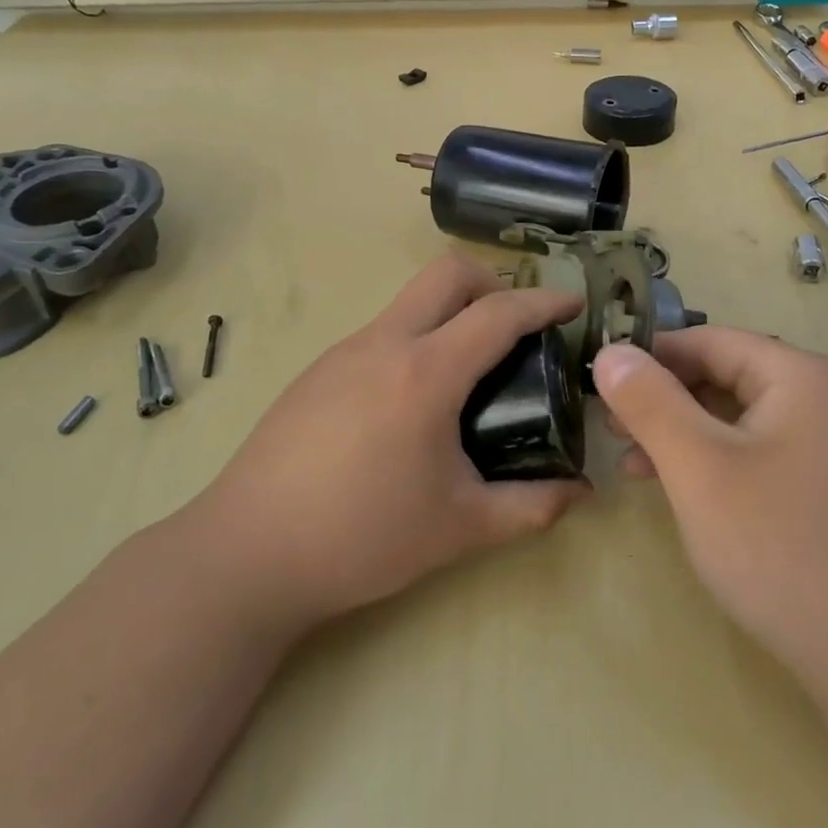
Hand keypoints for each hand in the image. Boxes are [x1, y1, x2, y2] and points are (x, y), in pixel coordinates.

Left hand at [187, 255, 589, 638]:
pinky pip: (383, 330)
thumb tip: (581, 492)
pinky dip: (417, 338)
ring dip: (451, 312)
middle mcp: (384, 343)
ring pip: (411, 300)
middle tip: (518, 328)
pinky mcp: (318, 370)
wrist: (246, 553)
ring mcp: (344, 352)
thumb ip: (531, 507)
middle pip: (447, 274)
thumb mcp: (459, 528)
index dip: (544, 301)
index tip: (574, 303)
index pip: (498, 313)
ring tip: (471, 369)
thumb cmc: (361, 537)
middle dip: (494, 283)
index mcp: (425, 373)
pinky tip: (414, 399)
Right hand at [592, 328, 827, 687]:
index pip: (707, 340)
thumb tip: (609, 351)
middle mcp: (818, 397)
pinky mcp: (821, 484)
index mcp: (798, 375)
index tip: (597, 383)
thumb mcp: (697, 466)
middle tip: (609, 428)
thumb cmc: (777, 546)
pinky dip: (709, 460)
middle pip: (722, 375)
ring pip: (733, 416)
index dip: (648, 357)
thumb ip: (649, 401)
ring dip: (679, 432)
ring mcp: (825, 443)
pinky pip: (753, 450)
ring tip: (630, 463)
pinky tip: (675, 488)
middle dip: (661, 399)